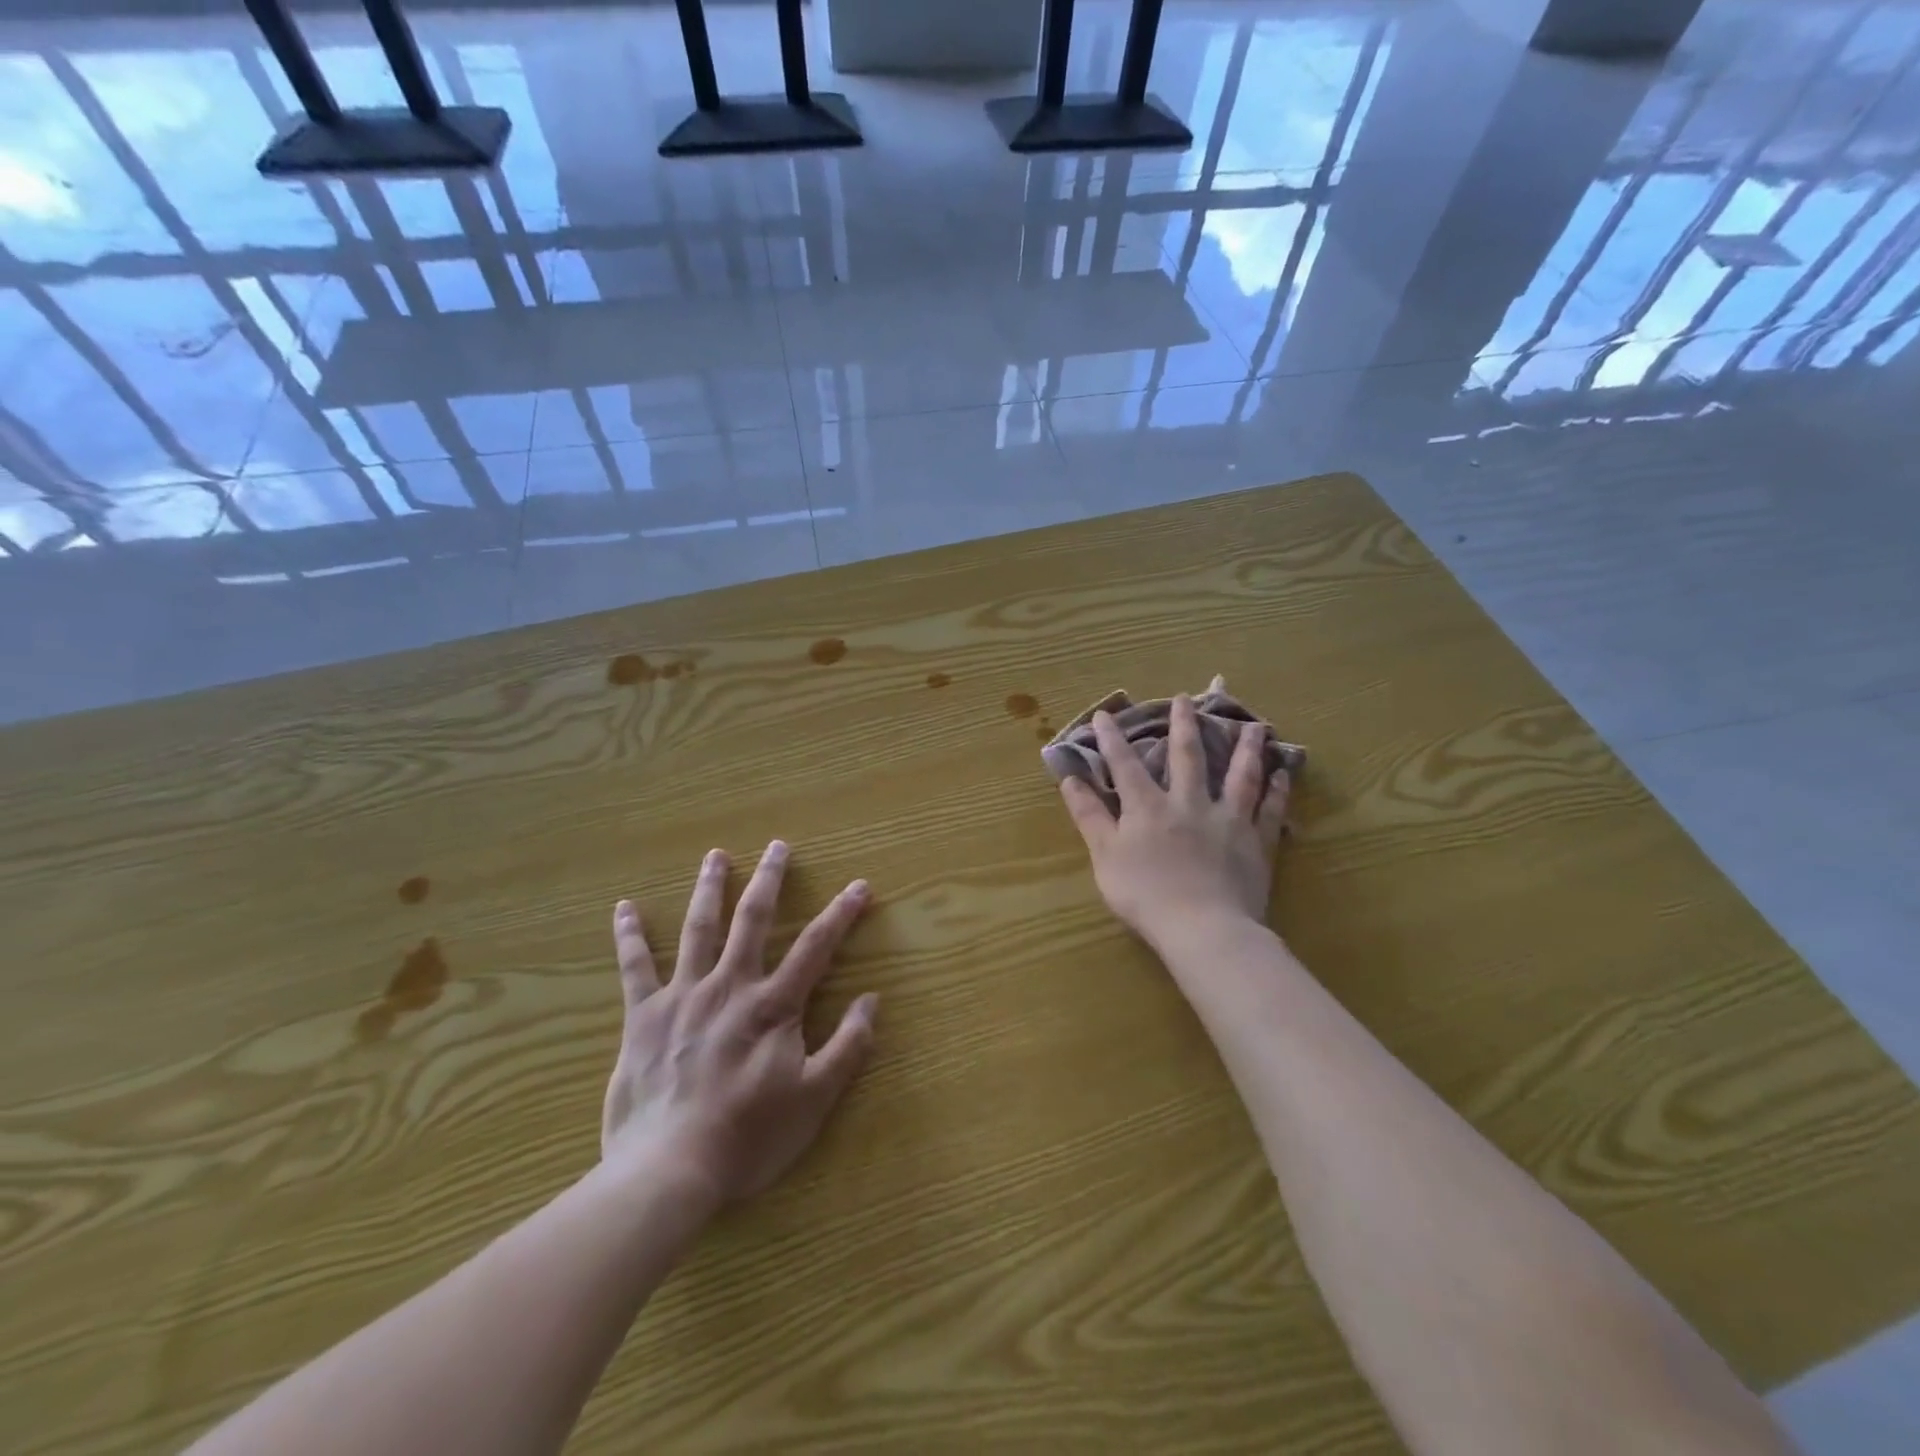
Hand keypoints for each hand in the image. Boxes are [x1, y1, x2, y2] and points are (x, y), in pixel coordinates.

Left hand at [600, 841, 878, 1205]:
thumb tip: (871, 1000)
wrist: (668, 1171)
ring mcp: (683, 997)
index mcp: (773, 1006)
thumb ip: (848, 1047)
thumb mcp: (814, 1099)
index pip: (816, 947)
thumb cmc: (748, 1137)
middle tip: (777, 845)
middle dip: (770, 879)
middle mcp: (730, 986)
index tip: (860, 886)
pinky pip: (634, 968)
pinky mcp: (642, 1017)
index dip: (841, 913)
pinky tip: (623, 909)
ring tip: (716, 856)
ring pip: (698, 929)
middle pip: (753, 920)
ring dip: (709, 889)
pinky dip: (629, 937)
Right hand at [1058, 695, 1290, 948]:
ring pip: (1239, 775)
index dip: (1112, 739)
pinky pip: (1270, 809)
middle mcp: (1189, 803)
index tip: (1105, 713)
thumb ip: (1089, 815)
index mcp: (1148, 807)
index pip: (1125, 765)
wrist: (1203, 927)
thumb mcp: (1105, 856)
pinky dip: (1277, 789)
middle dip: (1184, 725)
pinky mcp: (1256, 842)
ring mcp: (1227, 819)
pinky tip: (1282, 772)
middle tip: (1187, 698)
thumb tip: (1070, 779)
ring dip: (1245, 748)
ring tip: (1255, 725)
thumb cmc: (1145, 895)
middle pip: (1188, 756)